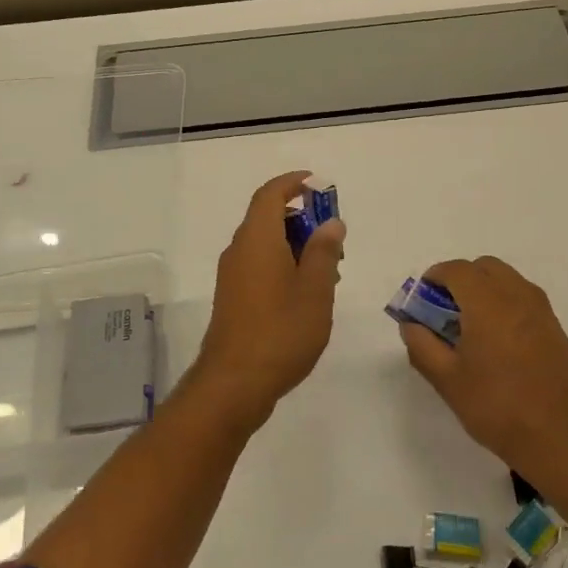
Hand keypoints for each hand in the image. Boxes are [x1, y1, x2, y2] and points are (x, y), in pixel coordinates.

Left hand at [190, 171, 346, 431]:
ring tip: (328, 270)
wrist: (234, 384)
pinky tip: (306, 294)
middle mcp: (239, 250)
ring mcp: (232, 276)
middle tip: (335, 239)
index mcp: (257, 239)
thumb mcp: (314, 289)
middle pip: (268, 218)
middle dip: (302, 219)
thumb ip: (324, 251)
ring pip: (265, 245)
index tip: (317, 184)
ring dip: (295, 245)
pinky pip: (259, 265)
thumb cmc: (280, 331)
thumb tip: (330, 223)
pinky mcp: (232, 299)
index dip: (293, 183)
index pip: (270, 195)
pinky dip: (283, 265)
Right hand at [398, 256, 567, 484]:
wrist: (563, 439)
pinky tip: (497, 341)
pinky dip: (504, 303)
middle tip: (444, 312)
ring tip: (470, 327)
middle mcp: (516, 295)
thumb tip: (411, 324)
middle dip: (460, 280)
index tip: (422, 302)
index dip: (434, 278)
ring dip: (484, 289)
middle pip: (483, 267)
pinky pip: (523, 298)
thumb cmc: (498, 407)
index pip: (456, 270)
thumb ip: (422, 346)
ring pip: (506, 280)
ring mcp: (541, 310)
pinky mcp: (555, 327)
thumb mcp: (447, 380)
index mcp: (487, 302)